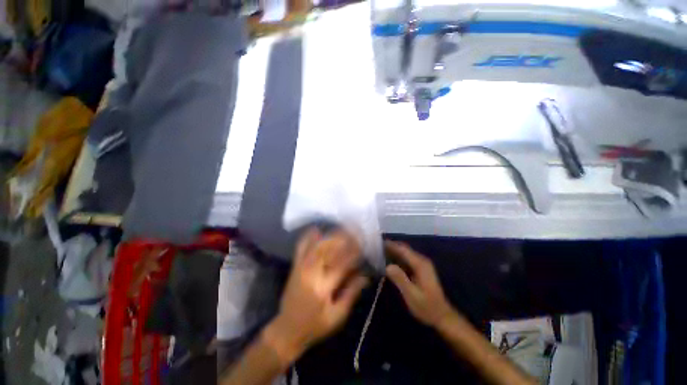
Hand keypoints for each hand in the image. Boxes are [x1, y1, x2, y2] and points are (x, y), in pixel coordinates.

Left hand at [265, 229, 369, 362]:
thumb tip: (365, 276)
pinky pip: (300, 248)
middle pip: (327, 250)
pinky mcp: (294, 267)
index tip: (363, 245)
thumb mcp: (337, 316)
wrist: (286, 330)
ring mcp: (301, 268)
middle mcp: (311, 274)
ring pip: (315, 246)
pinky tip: (316, 229)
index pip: (342, 265)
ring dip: (329, 236)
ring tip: (340, 229)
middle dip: (341, 239)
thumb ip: (351, 294)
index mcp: (323, 288)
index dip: (354, 253)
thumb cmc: (315, 326)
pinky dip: (307, 237)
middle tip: (353, 232)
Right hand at [385, 241, 454, 327]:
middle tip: (376, 248)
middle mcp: (422, 261)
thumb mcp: (411, 295)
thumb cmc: (426, 307)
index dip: (391, 245)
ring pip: (405, 253)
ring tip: (380, 253)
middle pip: (404, 249)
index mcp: (420, 264)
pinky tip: (389, 261)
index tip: (378, 243)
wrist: (442, 316)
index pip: (403, 249)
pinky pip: (407, 259)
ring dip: (394, 252)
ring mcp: (422, 265)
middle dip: (391, 247)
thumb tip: (387, 266)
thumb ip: (400, 279)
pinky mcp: (421, 269)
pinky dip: (398, 258)